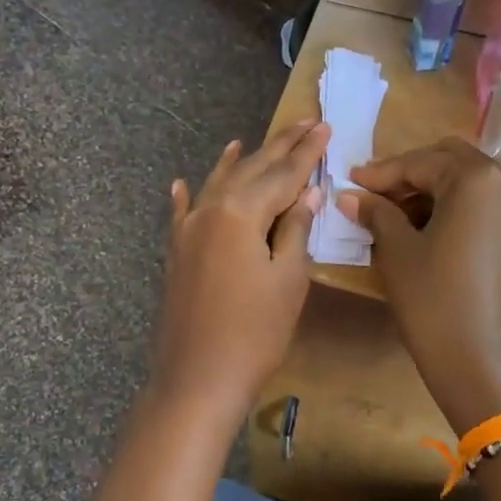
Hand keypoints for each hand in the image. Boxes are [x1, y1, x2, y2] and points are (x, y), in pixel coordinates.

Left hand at [149, 121, 329, 419]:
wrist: (198, 378)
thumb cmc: (255, 333)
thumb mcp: (288, 279)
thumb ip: (295, 230)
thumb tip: (307, 193)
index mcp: (240, 212)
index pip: (283, 174)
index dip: (307, 152)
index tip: (325, 126)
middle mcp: (209, 211)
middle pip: (249, 171)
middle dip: (278, 148)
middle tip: (302, 122)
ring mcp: (186, 232)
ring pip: (216, 185)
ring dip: (235, 163)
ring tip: (248, 140)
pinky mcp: (175, 255)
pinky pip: (182, 214)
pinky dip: (187, 195)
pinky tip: (182, 182)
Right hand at [337, 139, 500, 431]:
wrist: (481, 361)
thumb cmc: (433, 300)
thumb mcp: (397, 251)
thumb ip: (376, 213)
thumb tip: (350, 195)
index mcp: (476, 180)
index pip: (420, 162)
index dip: (381, 173)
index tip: (351, 182)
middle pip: (452, 162)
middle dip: (412, 173)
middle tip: (376, 195)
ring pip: (472, 184)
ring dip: (435, 190)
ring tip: (398, 217)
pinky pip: (487, 208)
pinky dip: (457, 209)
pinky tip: (429, 233)